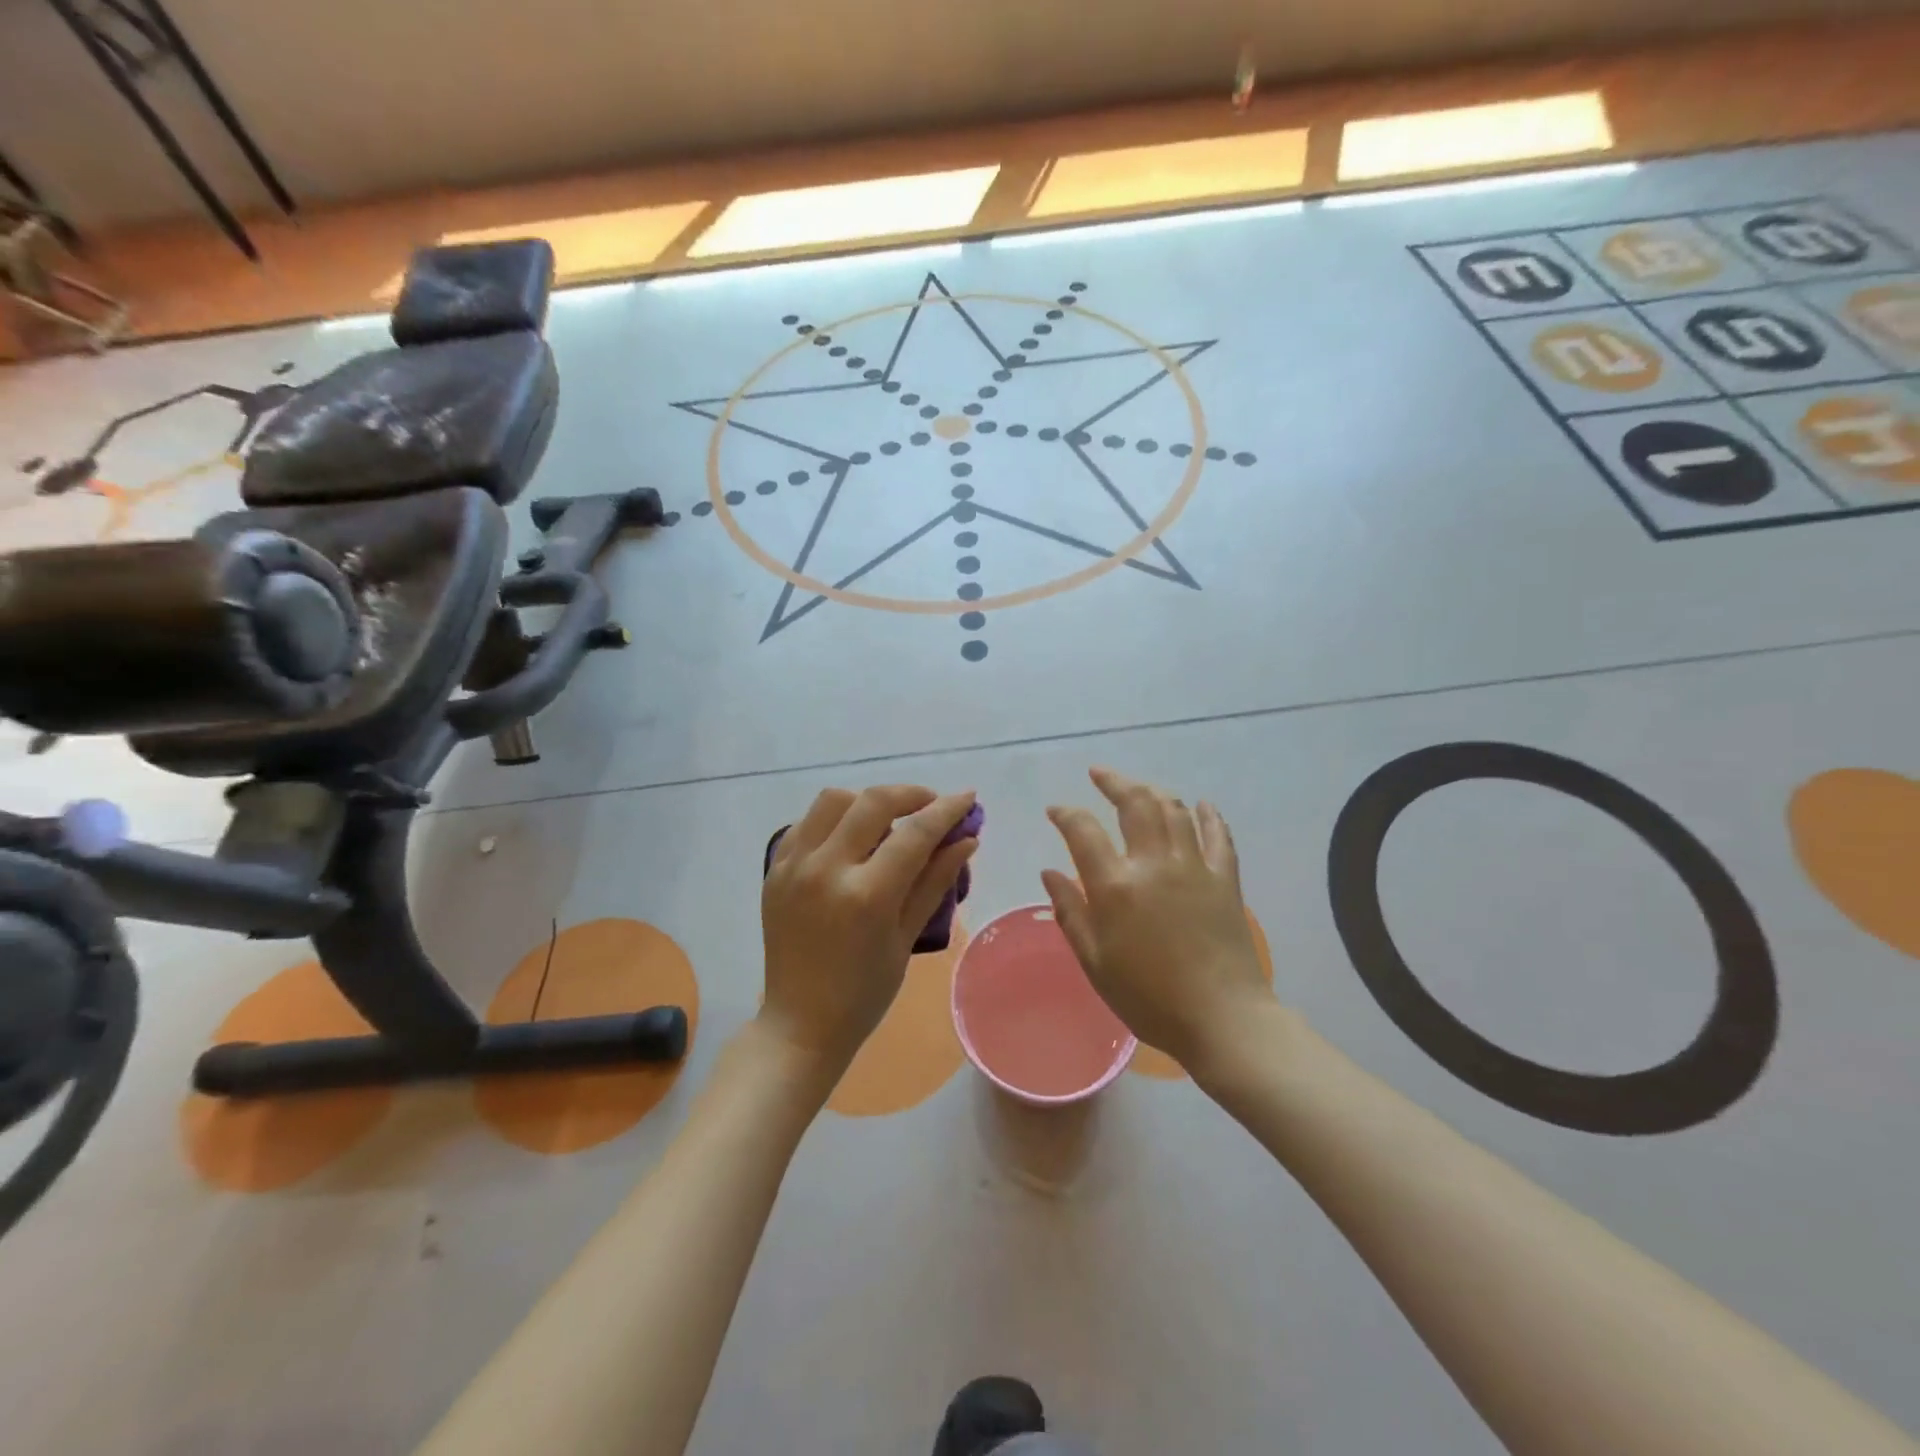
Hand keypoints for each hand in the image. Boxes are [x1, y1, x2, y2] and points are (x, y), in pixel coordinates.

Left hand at [760, 785, 978, 1071]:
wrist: (800, 1024)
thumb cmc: (864, 993)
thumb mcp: (906, 938)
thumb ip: (935, 882)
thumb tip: (966, 840)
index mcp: (866, 896)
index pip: (915, 833)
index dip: (947, 810)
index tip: (967, 798)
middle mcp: (826, 870)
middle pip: (873, 802)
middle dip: (911, 795)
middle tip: (931, 806)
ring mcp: (794, 866)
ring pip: (834, 800)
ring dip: (868, 801)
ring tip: (889, 820)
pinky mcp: (775, 870)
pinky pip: (806, 822)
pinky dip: (835, 818)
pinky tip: (852, 837)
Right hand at [1042, 768, 1276, 1073]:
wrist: (1223, 1019)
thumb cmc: (1149, 997)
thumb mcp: (1095, 962)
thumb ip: (1070, 912)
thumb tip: (1050, 872)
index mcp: (1116, 885)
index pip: (1083, 830)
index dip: (1066, 813)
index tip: (1056, 811)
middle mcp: (1154, 863)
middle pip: (1135, 802)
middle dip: (1113, 781)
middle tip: (1098, 774)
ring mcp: (1194, 866)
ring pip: (1174, 809)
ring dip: (1153, 791)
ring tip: (1139, 789)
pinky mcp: (1225, 878)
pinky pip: (1218, 835)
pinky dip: (1208, 815)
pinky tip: (1201, 806)